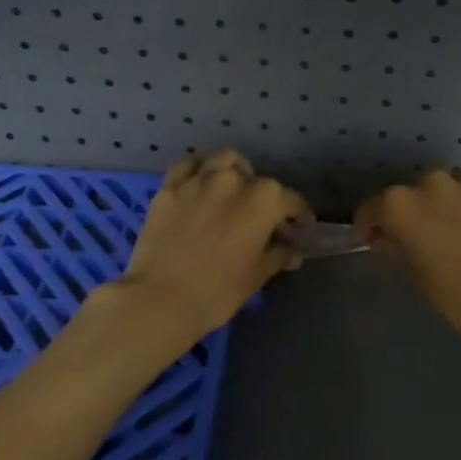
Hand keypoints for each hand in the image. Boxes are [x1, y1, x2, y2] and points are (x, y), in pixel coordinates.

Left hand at [115, 150, 311, 343]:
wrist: (160, 299)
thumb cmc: (218, 291)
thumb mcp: (256, 276)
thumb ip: (278, 256)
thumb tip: (293, 251)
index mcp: (264, 200)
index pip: (291, 200)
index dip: (299, 215)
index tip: (300, 229)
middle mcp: (233, 179)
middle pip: (257, 180)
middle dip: (264, 197)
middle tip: (261, 219)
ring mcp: (198, 179)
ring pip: (224, 160)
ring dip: (235, 172)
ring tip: (233, 191)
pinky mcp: (169, 187)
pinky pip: (188, 166)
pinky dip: (199, 170)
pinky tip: (200, 184)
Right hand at [355, 169, 460, 342]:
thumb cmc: (457, 294)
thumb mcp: (414, 275)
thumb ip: (394, 247)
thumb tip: (388, 237)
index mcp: (401, 204)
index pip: (371, 208)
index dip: (368, 226)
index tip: (373, 242)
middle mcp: (431, 182)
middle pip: (409, 194)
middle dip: (409, 213)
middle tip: (418, 239)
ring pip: (444, 190)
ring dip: (442, 206)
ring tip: (453, 233)